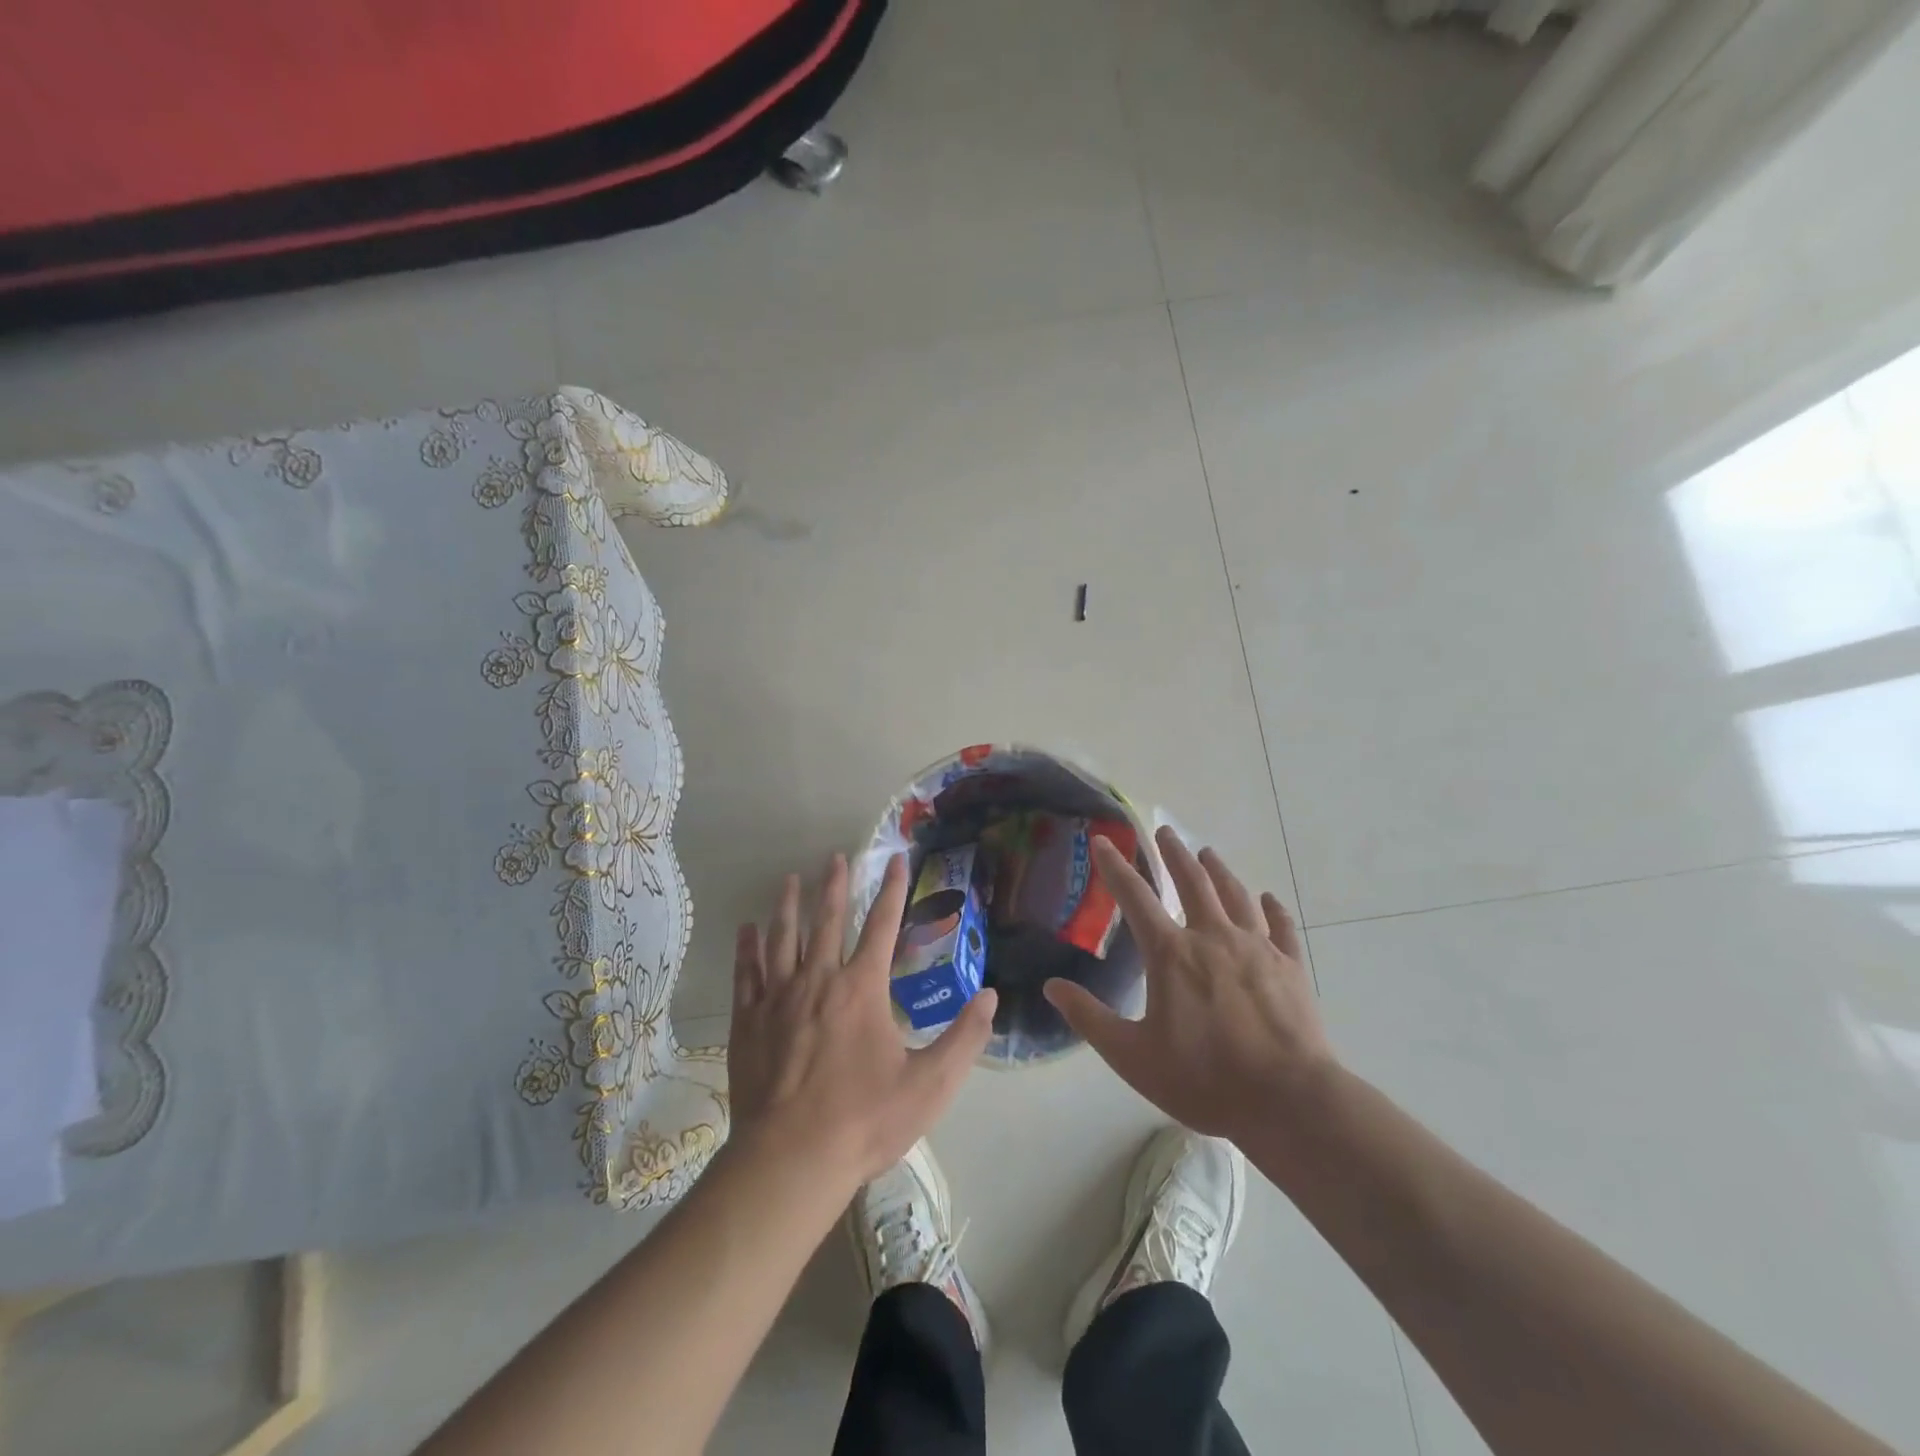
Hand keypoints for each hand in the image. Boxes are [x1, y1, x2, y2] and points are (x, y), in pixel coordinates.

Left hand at [728, 853, 997, 1186]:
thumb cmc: (864, 1120)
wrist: (791, 1159)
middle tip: (836, 857)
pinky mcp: (749, 1021)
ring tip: (791, 879)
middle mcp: (818, 980)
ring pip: (783, 938)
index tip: (895, 860)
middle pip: (827, 921)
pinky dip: (748, 948)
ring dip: (789, 906)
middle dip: (835, 886)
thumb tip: (990, 995)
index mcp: (862, 988)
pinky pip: (748, 973)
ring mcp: (778, 998)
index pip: (882, 925)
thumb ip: (964, 1038)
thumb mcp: (930, 1085)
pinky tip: (746, 930)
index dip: (892, 890)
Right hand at [1044, 826, 1333, 1142]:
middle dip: (1174, 854)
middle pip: (1192, 882)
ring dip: (1218, 870)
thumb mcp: (1132, 1056)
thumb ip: (1090, 1018)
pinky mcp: (1291, 967)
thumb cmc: (1204, 1079)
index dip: (1114, 867)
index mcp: (1172, 954)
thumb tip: (1052, 986)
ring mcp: (1257, 949)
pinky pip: (1281, 927)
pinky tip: (1269, 898)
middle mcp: (1213, 938)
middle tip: (1164, 831)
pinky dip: (1273, 909)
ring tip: (1207, 853)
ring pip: (1235, 895)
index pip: (1135, 897)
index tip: (1102, 840)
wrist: (1288, 1102)